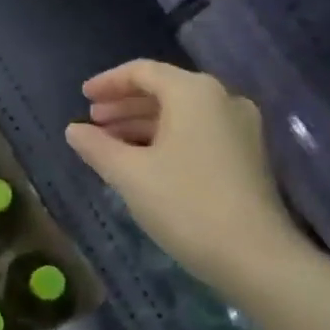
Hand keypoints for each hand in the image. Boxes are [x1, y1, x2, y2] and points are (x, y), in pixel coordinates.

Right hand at [65, 59, 300, 289]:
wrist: (256, 257)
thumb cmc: (186, 204)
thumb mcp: (129, 174)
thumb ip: (97, 146)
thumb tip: (73, 130)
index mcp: (194, 92)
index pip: (143, 71)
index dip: (108, 82)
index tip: (82, 97)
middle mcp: (222, 99)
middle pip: (164, 90)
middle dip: (124, 105)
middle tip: (92, 122)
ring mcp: (240, 128)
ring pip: (181, 114)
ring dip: (143, 124)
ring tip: (110, 144)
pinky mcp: (247, 155)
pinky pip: (198, 132)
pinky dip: (166, 138)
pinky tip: (143, 161)